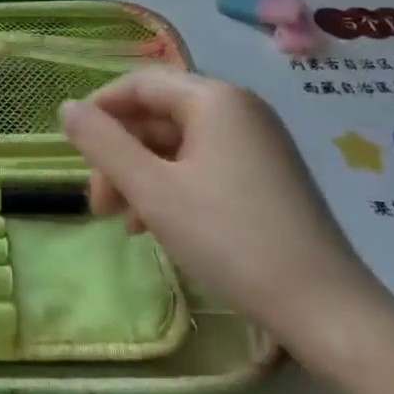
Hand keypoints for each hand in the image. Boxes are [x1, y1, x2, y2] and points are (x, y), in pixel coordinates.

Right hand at [60, 69, 390, 358]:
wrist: (327, 310)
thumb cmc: (230, 239)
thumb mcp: (153, 191)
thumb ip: (103, 145)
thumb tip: (67, 108)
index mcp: (214, 99)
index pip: (141, 84)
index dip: (100, 109)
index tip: (72, 148)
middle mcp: (239, 109)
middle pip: (159, 115)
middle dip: (120, 154)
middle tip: (98, 203)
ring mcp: (258, 144)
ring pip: (179, 144)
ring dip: (142, 175)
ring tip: (123, 223)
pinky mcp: (268, 177)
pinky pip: (204, 165)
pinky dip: (172, 187)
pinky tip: (157, 226)